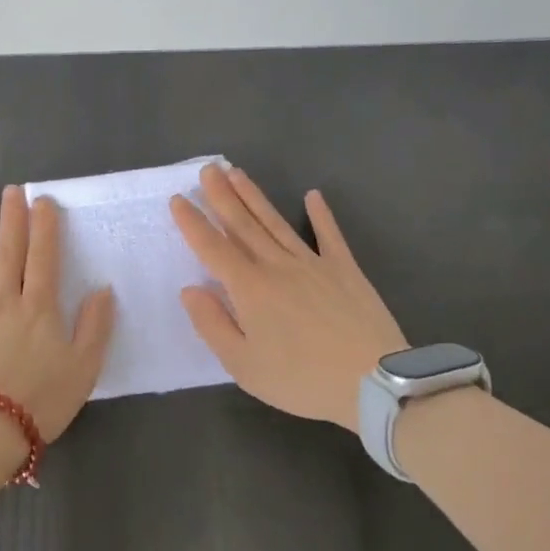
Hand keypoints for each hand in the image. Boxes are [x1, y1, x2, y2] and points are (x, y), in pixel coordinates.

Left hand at [0, 185, 115, 444]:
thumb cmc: (38, 403)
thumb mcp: (84, 369)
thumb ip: (95, 327)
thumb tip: (103, 290)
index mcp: (37, 308)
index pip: (44, 258)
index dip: (45, 228)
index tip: (43, 201)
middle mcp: (0, 300)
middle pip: (7, 251)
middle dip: (10, 218)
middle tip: (10, 190)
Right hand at [171, 163, 404, 432]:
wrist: (372, 382)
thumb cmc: (300, 380)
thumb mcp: (243, 365)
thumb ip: (212, 324)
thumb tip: (190, 289)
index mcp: (249, 289)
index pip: (213, 248)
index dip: (193, 223)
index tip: (177, 198)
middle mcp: (277, 266)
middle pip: (243, 225)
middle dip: (222, 195)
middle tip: (209, 168)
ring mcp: (313, 263)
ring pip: (276, 223)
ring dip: (255, 197)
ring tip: (238, 173)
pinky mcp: (345, 269)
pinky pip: (329, 235)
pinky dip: (321, 214)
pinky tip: (313, 196)